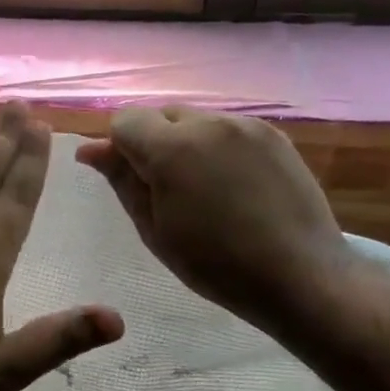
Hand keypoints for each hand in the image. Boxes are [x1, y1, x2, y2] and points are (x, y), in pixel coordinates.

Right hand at [75, 107, 349, 335]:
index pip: (124, 121)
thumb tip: (90, 149)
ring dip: (186, 143)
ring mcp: (245, 125)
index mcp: (171, 149)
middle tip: (165, 190)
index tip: (131, 182)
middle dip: (153, 142)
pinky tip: (233, 185)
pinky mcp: (273, 134)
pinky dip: (217, 148)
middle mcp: (208, 123)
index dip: (119, 148)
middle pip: (160, 115)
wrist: (299, 275)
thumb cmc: (215, 265)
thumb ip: (122, 181)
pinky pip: (228, 129)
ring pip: (196, 120)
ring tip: (203, 189)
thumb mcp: (154, 229)